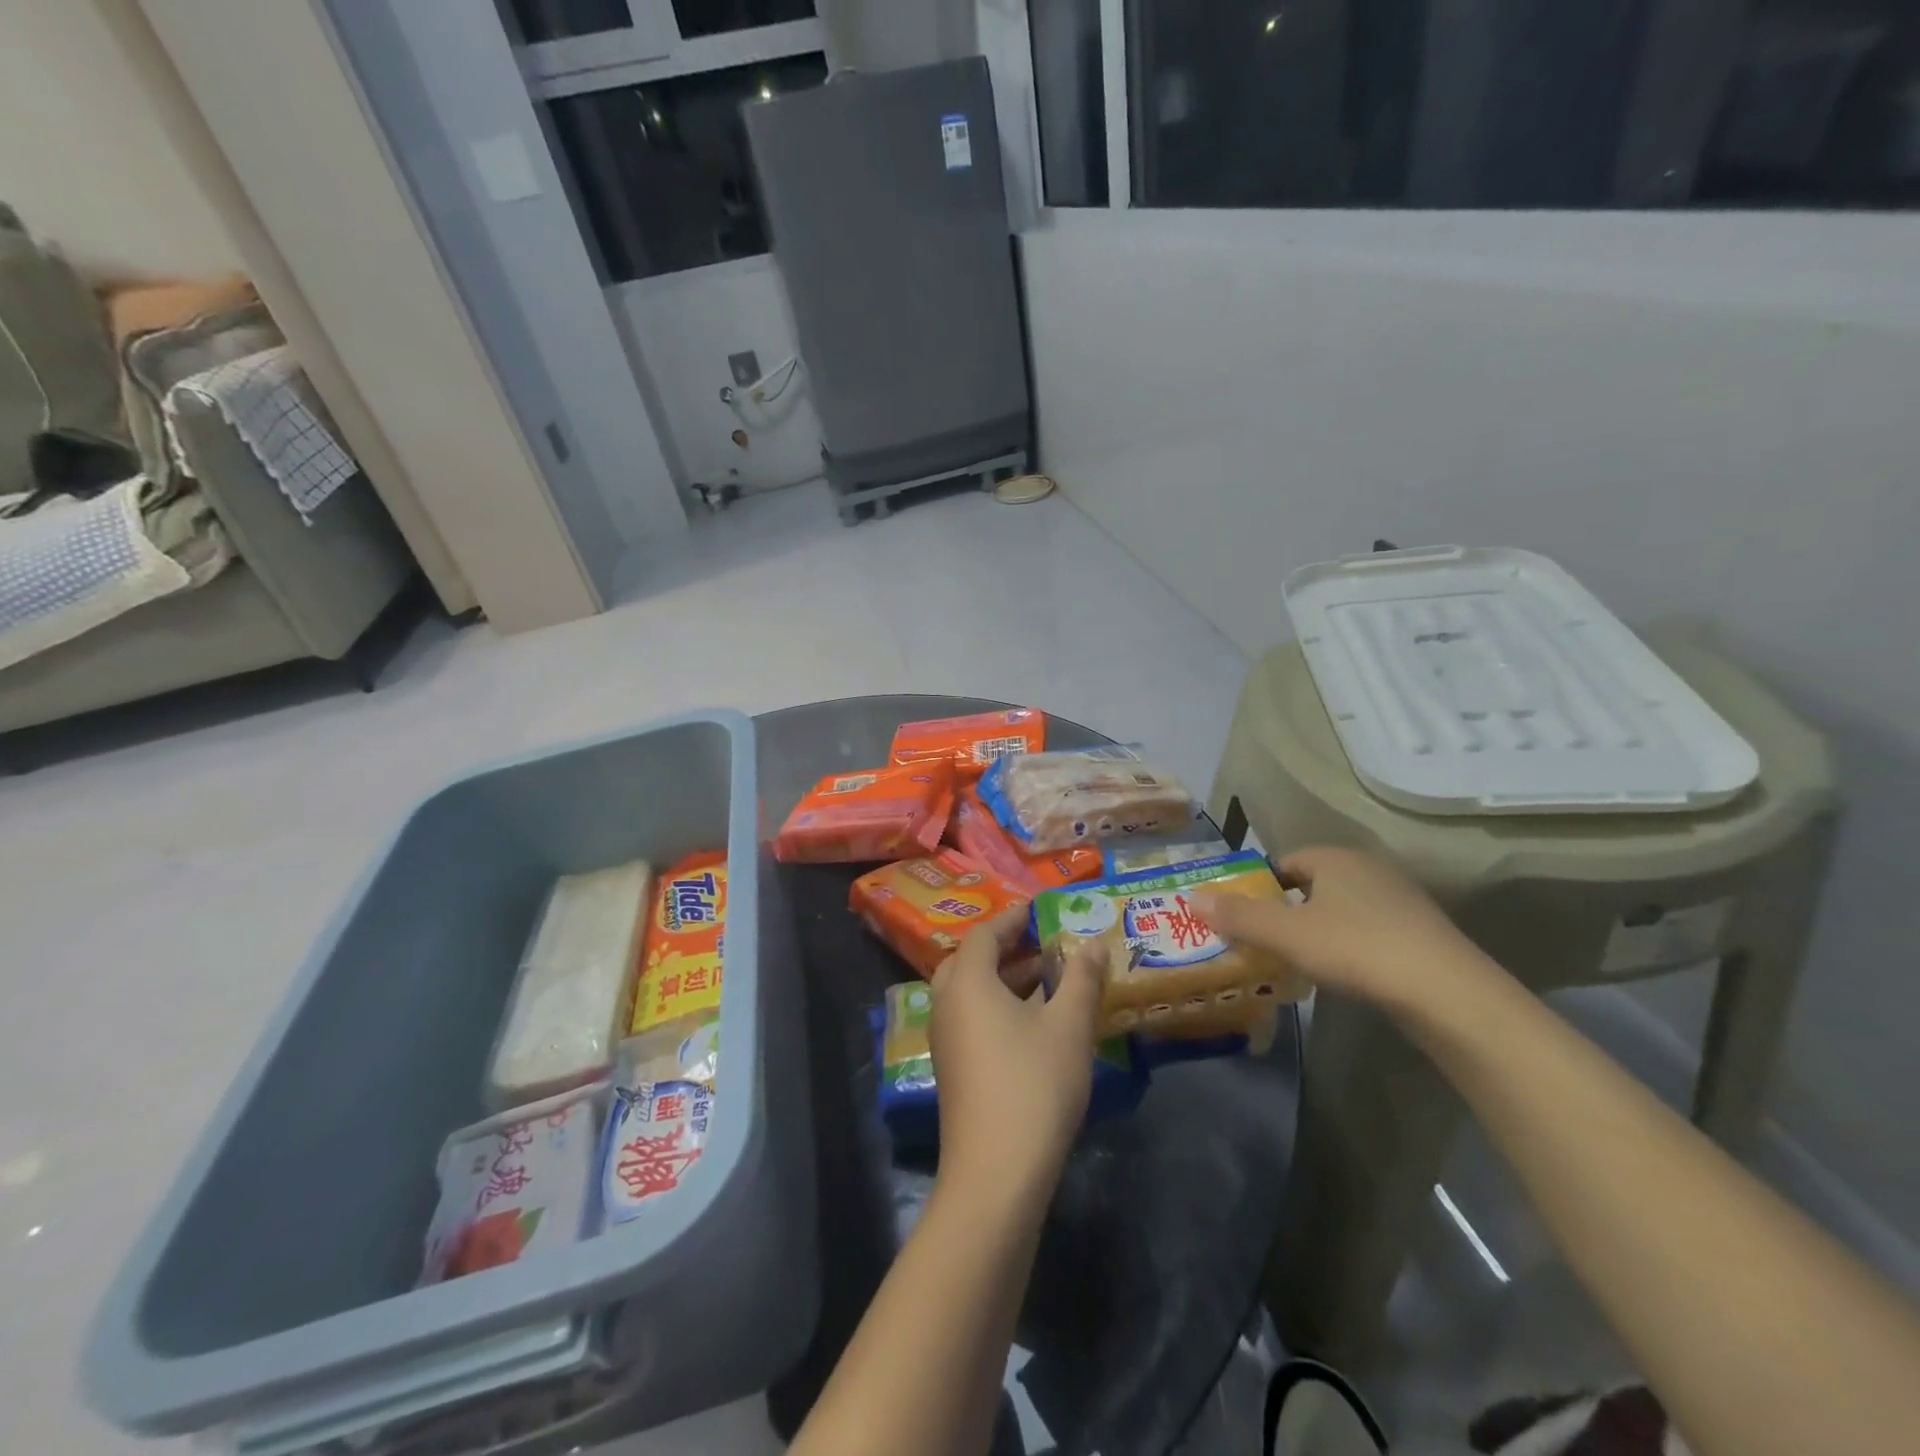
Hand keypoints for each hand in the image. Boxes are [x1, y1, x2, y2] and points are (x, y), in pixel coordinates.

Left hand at [929, 906, 1106, 1203]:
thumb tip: (1093, 944)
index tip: (1037, 909)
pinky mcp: (953, 1068)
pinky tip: (1034, 1023)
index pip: (984, 934)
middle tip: (1041, 943)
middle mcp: (947, 1003)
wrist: (996, 1172)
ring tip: (1047, 979)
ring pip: (971, 992)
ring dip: (1004, 980)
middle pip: (971, 961)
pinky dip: (998, 1007)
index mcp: (968, 982)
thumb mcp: (1068, 1026)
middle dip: (1006, 948)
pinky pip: (972, 1018)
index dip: (1011, 918)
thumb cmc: (1034, 1084)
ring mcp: (946, 1039)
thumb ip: (1081, 979)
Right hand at [1190, 846, 1494, 1016]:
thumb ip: (1238, 916)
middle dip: (1286, 909)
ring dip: (1318, 929)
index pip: (1284, 861)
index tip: (1243, 916)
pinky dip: (1350, 947)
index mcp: (1336, 858)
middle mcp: (1369, 869)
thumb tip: (1189, 897)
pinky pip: (1370, 931)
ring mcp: (1402, 901)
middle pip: (1313, 884)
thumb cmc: (1356, 949)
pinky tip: (1344, 975)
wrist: (1448, 994)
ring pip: (1342, 909)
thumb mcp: (1286, 935)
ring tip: (1297, 961)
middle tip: (1263, 940)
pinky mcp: (1423, 934)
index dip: (1259, 885)